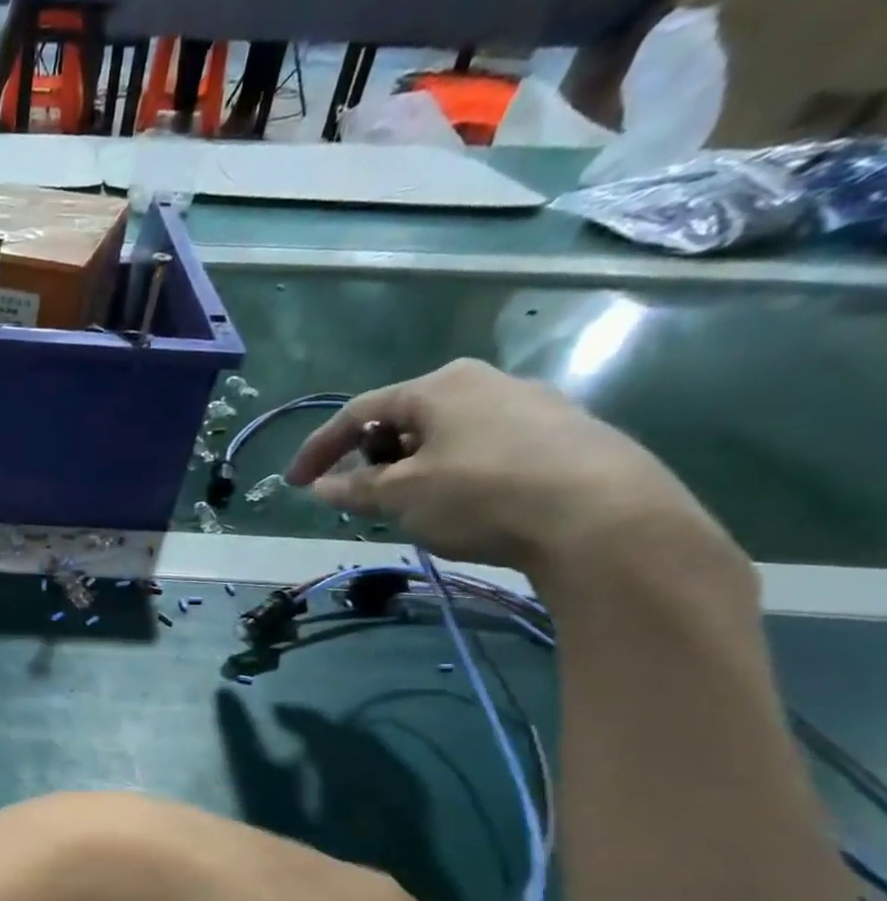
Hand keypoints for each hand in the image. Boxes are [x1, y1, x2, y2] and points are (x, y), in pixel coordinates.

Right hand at [283, 359, 713, 574]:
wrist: (605, 518)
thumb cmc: (482, 495)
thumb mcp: (401, 497)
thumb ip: (354, 490)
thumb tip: (320, 487)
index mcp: (439, 386)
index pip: (358, 412)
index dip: (318, 449)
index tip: (295, 483)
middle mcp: (485, 382)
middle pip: (404, 418)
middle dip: (371, 458)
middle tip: (360, 497)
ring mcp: (532, 404)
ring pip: (447, 434)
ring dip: (413, 467)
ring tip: (411, 506)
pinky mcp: (565, 434)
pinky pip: (486, 448)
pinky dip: (455, 472)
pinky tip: (465, 505)